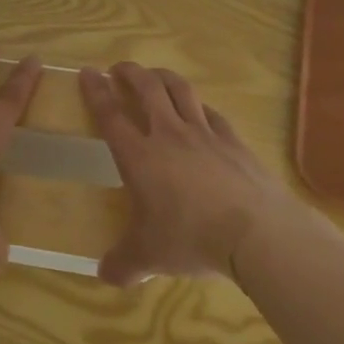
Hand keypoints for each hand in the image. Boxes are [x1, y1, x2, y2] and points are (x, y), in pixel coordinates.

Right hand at [80, 62, 341, 285]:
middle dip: (130, 73)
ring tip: (155, 74)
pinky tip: (200, 110)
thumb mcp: (149, 257)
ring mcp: (204, 133)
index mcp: (139, 156)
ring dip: (163, 76)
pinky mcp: (232, 140)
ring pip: (180, 90)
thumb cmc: (191, 238)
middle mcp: (168, 134)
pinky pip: (211, 113)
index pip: (110, 114)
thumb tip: (103, 276)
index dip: (96, 91)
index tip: (88, 72)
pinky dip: (199, 105)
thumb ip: (124, 264)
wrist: (255, 232)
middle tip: (119, 68)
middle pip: (146, 89)